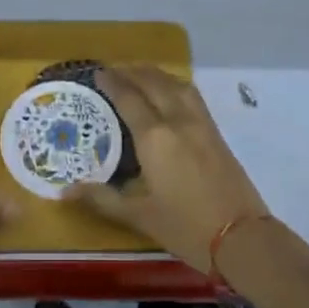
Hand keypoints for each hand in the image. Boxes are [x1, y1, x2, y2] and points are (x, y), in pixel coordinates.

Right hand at [67, 65, 269, 273]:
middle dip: (132, 72)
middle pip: (153, 83)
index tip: (98, 72)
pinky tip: (170, 91)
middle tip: (114, 69)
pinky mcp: (216, 131)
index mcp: (154, 137)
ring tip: (140, 74)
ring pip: (175, 84)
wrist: (243, 238)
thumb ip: (103, 199)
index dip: (113, 83)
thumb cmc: (186, 228)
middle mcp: (177, 120)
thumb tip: (65, 191)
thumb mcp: (140, 216)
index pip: (129, 98)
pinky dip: (175, 84)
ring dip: (155, 74)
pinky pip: (191, 94)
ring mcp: (200, 123)